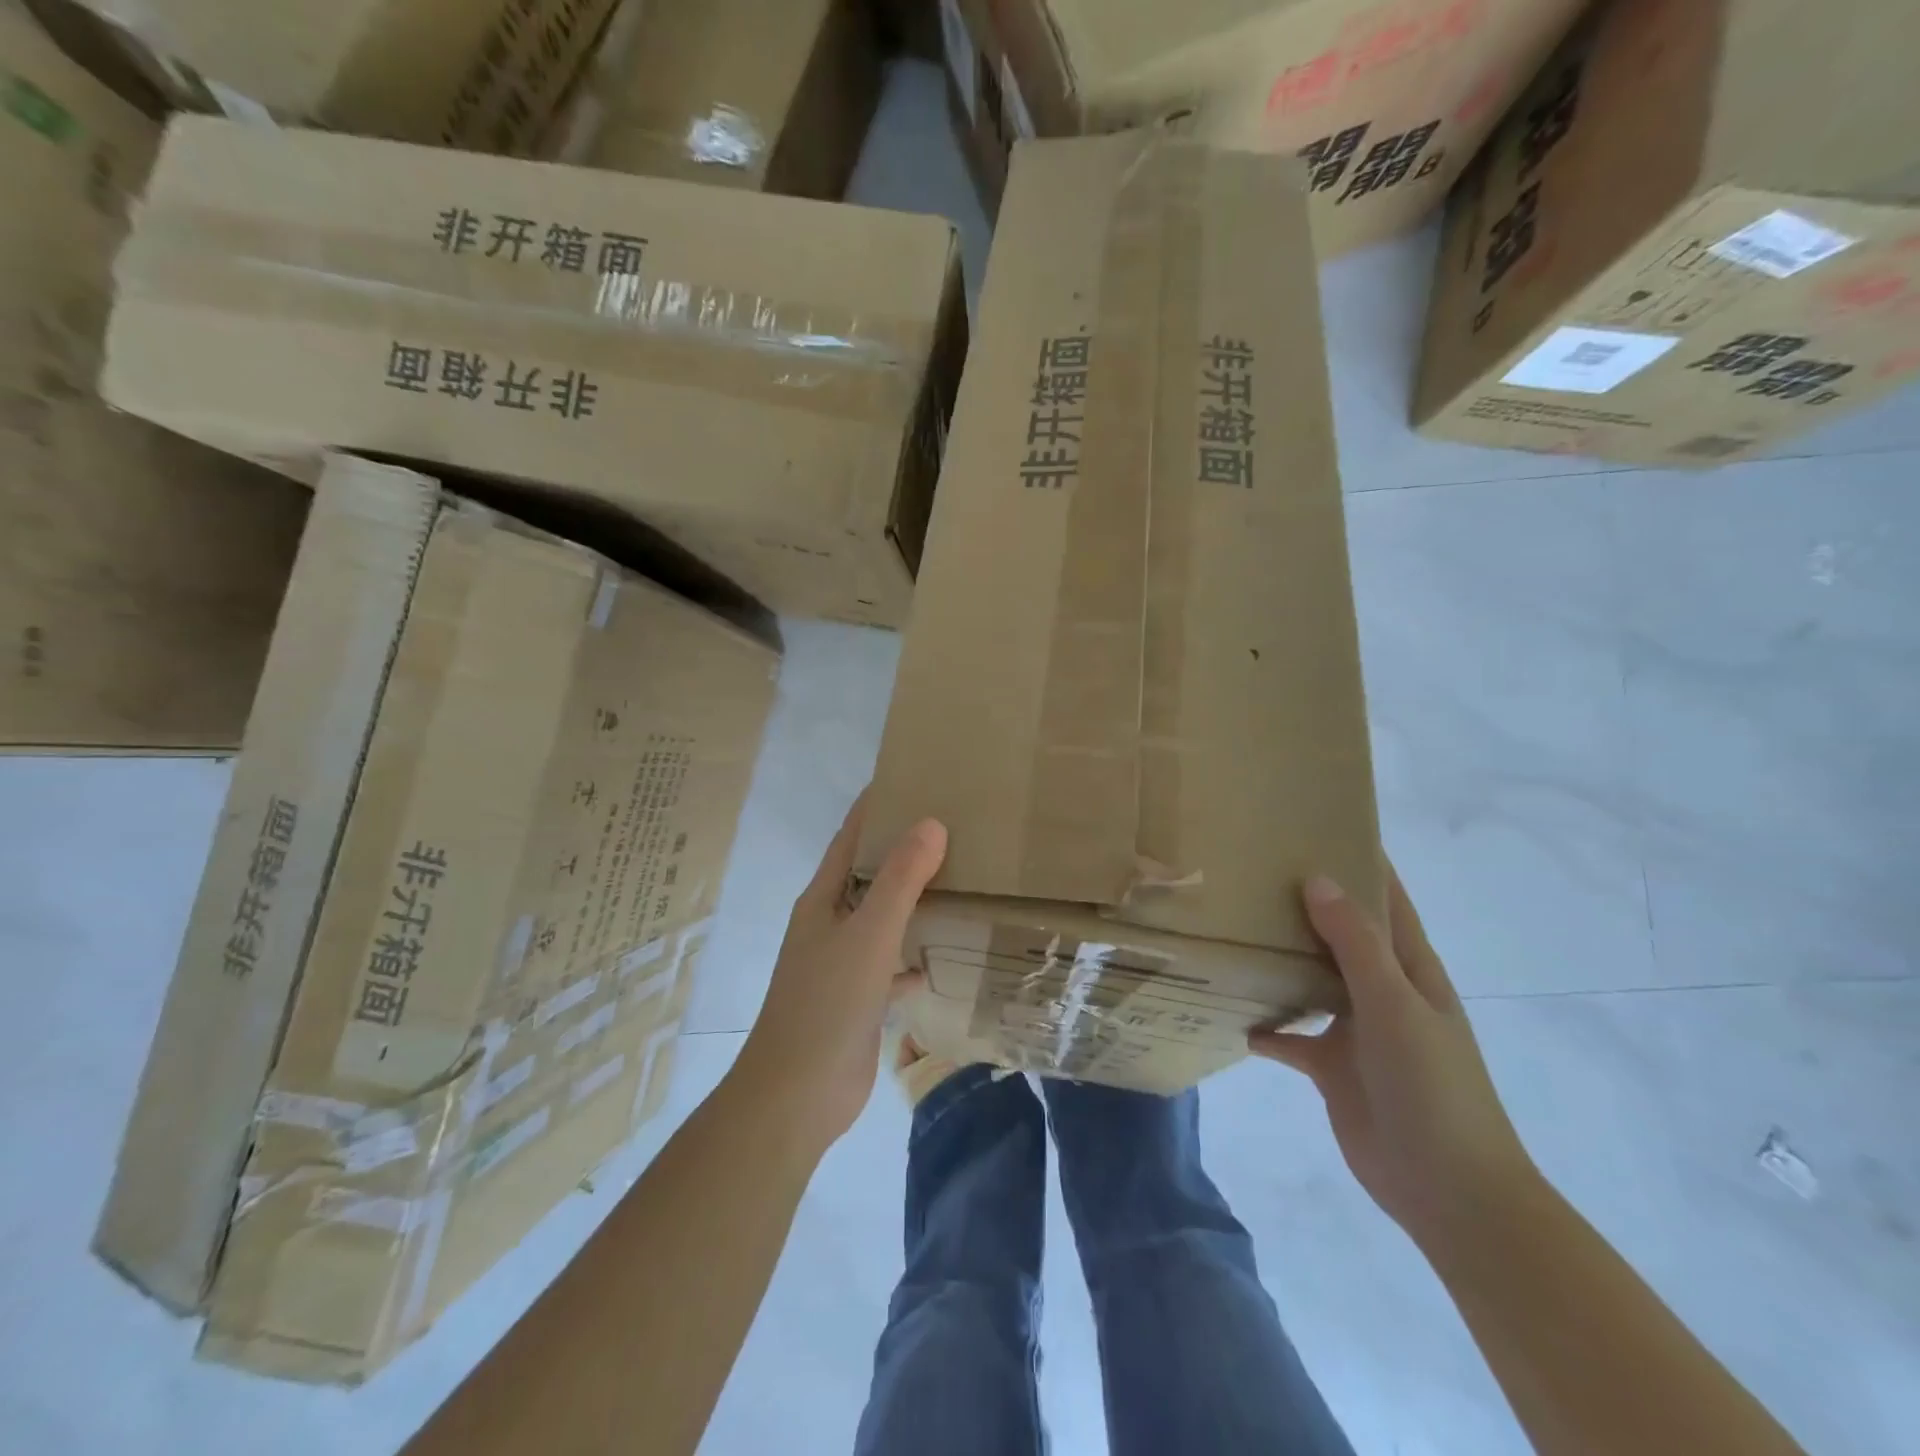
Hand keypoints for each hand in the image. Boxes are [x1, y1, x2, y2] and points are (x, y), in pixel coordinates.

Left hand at [736, 795, 946, 1153]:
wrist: (797, 1095)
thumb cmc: (826, 1003)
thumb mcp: (868, 933)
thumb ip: (900, 879)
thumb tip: (931, 823)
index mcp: (823, 899)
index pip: (850, 838)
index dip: (875, 807)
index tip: (911, 778)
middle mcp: (830, 924)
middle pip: (869, 874)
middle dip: (903, 850)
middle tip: (952, 826)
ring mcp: (842, 963)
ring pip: (882, 918)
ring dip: (911, 900)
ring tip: (957, 879)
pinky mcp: (858, 999)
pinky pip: (890, 963)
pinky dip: (912, 954)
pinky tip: (941, 954)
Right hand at [1249, 867, 1536, 1251]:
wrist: (1449, 1191)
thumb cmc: (1433, 1087)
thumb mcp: (1396, 1006)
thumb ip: (1356, 944)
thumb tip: (1318, 879)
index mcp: (1409, 968)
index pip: (1385, 900)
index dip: (1360, 862)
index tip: (1317, 824)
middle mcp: (1381, 990)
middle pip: (1340, 934)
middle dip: (1304, 902)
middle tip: (1251, 868)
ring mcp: (1356, 1029)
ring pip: (1311, 979)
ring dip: (1280, 958)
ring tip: (1231, 927)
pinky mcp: (1331, 1066)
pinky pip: (1290, 1036)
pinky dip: (1264, 1024)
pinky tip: (1229, 1010)